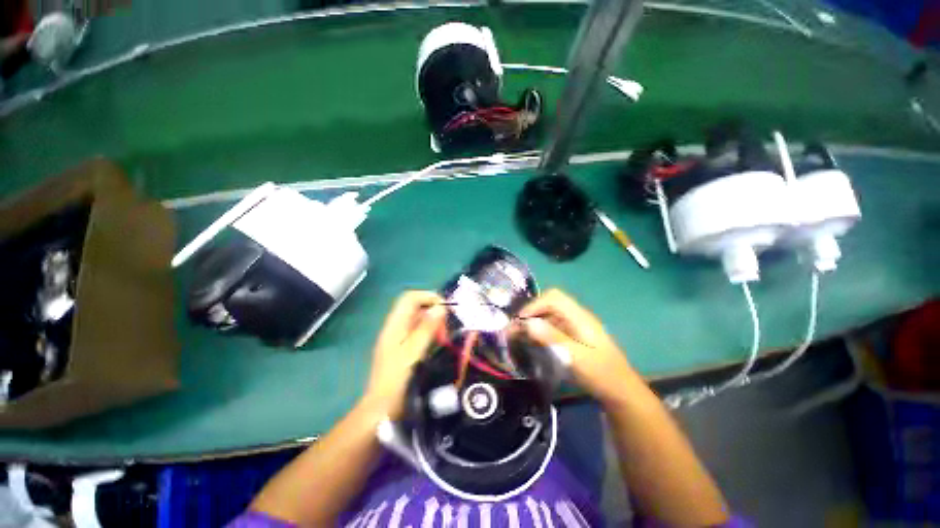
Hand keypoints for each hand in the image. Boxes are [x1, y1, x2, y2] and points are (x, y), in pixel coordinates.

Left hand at [363, 291, 445, 418]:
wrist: (381, 410)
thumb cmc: (397, 380)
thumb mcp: (413, 353)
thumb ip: (426, 328)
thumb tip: (440, 307)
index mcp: (394, 325)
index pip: (409, 298)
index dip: (428, 297)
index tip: (445, 308)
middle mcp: (395, 327)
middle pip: (414, 307)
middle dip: (432, 310)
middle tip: (446, 325)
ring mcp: (397, 337)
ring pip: (417, 319)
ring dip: (432, 322)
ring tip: (444, 335)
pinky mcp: (402, 348)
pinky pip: (418, 331)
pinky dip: (429, 332)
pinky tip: (437, 342)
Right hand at [517, 289, 636, 404]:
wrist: (621, 392)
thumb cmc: (601, 375)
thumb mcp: (576, 357)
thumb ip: (552, 338)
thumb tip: (528, 323)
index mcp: (580, 317)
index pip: (554, 298)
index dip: (535, 305)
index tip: (520, 321)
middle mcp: (577, 317)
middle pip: (550, 304)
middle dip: (532, 313)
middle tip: (517, 329)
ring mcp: (576, 326)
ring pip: (550, 315)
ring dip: (534, 322)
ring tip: (520, 336)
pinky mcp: (574, 337)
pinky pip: (553, 326)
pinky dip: (541, 331)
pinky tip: (534, 343)